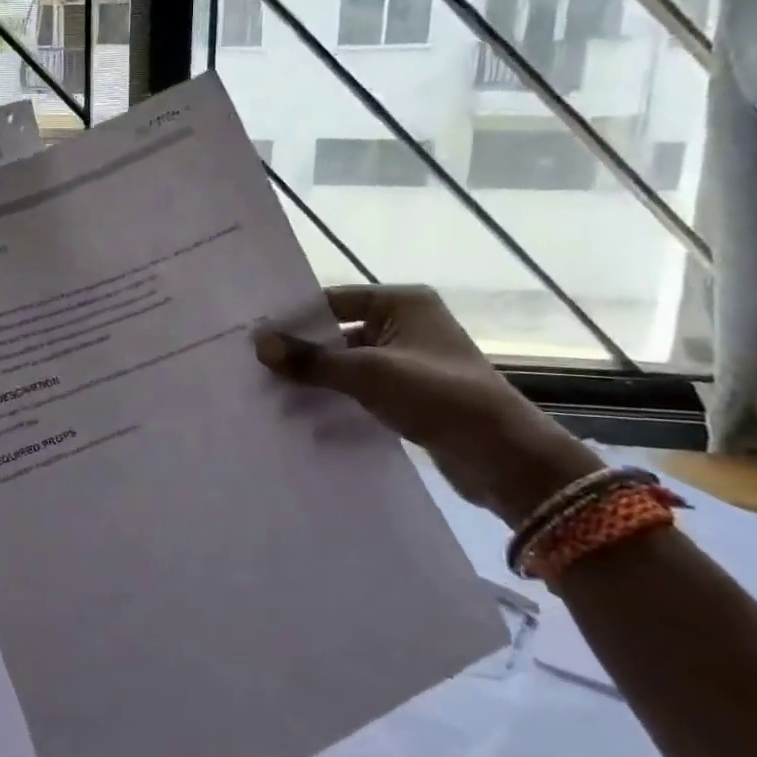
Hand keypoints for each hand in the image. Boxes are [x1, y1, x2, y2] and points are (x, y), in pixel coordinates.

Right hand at [254, 285, 598, 526]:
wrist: (503, 457)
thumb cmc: (438, 395)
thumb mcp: (368, 373)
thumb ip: (312, 359)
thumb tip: (259, 344)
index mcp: (403, 302)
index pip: (333, 300)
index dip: (295, 317)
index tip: (254, 333)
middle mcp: (405, 324)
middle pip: (337, 331)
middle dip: (301, 351)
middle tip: (253, 364)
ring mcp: (407, 361)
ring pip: (347, 363)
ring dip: (315, 377)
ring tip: (267, 390)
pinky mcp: (408, 394)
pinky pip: (359, 388)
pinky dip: (334, 397)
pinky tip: (299, 412)